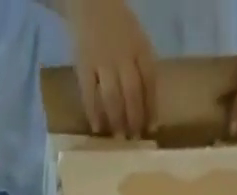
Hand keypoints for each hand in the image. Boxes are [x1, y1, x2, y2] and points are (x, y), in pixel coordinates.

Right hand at [66, 0, 156, 138]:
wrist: (91, 3)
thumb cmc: (118, 27)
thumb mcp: (136, 40)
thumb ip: (141, 66)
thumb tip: (146, 104)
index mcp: (139, 47)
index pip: (149, 80)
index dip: (151, 106)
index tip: (152, 128)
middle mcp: (123, 55)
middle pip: (132, 92)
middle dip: (135, 118)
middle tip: (135, 139)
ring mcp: (102, 62)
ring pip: (112, 96)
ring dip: (116, 120)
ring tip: (119, 137)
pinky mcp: (84, 67)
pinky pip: (89, 94)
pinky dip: (93, 113)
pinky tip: (97, 128)